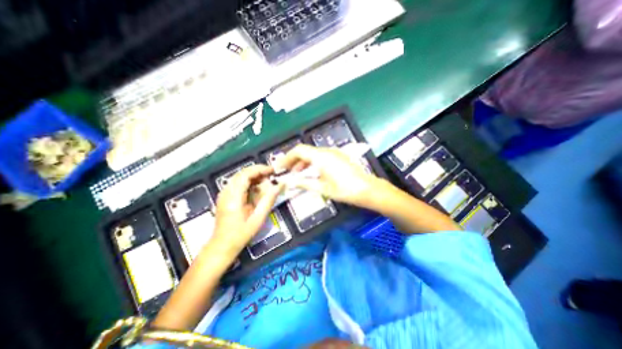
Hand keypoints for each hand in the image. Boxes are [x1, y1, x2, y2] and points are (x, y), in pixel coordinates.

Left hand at [213, 164, 283, 255]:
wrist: (222, 246)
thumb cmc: (241, 234)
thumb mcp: (258, 218)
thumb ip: (269, 200)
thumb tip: (280, 185)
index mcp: (233, 197)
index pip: (245, 174)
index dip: (260, 169)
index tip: (273, 170)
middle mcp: (226, 192)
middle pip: (242, 173)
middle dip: (259, 172)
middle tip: (272, 176)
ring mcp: (224, 194)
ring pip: (240, 177)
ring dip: (254, 177)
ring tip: (267, 182)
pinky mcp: (225, 196)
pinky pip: (238, 183)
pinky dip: (250, 182)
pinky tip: (258, 189)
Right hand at [276, 145, 379, 206]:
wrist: (367, 189)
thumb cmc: (344, 190)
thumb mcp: (322, 188)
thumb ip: (304, 183)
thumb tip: (289, 182)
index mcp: (321, 157)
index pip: (299, 151)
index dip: (287, 158)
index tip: (280, 167)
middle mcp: (327, 151)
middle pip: (305, 151)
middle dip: (294, 160)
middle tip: (287, 171)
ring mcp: (334, 153)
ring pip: (313, 154)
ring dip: (303, 162)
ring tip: (297, 173)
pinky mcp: (339, 157)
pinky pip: (321, 156)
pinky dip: (313, 162)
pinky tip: (311, 172)